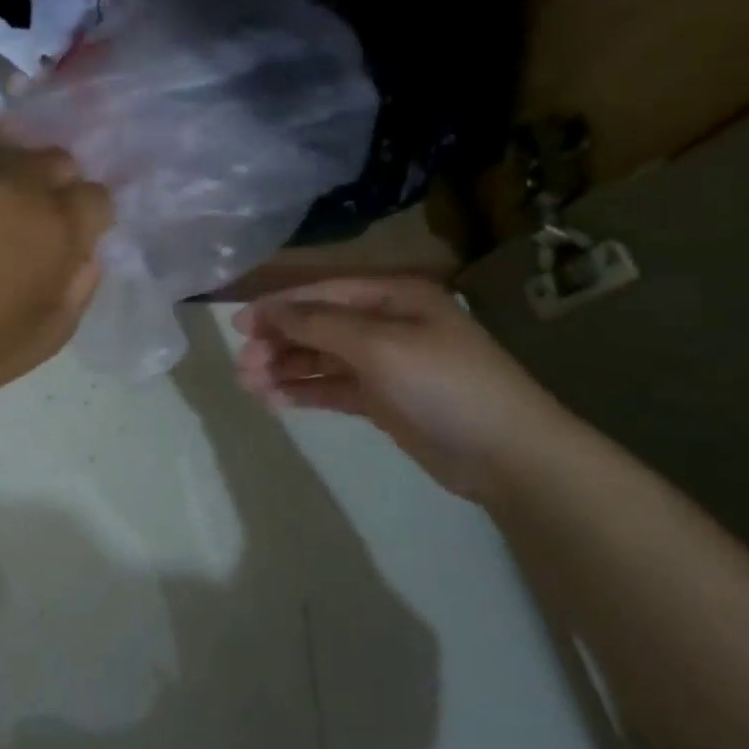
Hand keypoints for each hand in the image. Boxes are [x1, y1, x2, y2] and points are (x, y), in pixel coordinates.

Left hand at [0, 141, 112, 401]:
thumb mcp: (59, 327)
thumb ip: (83, 279)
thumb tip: (84, 250)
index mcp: (59, 225)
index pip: (96, 196)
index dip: (91, 217)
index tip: (77, 236)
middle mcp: (22, 187)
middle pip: (58, 161)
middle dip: (59, 186)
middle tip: (40, 218)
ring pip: (14, 149)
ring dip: (20, 173)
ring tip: (5, 202)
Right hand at [232, 276, 570, 502]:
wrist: (509, 455)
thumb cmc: (444, 384)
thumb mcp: (378, 346)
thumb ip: (318, 326)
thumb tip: (268, 312)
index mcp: (393, 297)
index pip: (322, 293)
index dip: (278, 307)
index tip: (238, 327)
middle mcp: (386, 324)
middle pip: (318, 327)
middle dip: (278, 343)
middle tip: (242, 368)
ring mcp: (385, 365)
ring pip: (321, 359)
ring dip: (285, 369)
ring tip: (250, 387)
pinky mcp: (384, 401)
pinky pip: (333, 388)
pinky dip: (304, 392)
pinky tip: (276, 402)